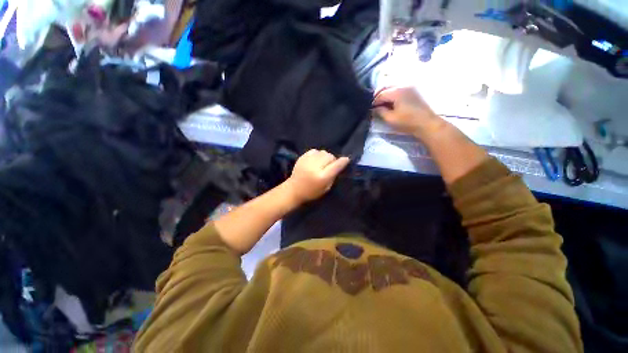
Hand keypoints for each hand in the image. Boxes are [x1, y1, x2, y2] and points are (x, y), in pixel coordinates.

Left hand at [285, 150, 349, 203]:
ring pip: (323, 152)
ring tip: (322, 163)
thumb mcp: (326, 188)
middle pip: (330, 156)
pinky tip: (315, 160)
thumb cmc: (311, 192)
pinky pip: (315, 151)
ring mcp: (308, 161)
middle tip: (330, 165)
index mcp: (322, 177)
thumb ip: (333, 176)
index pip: (336, 165)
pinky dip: (317, 154)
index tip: (347, 159)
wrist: (294, 189)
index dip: (343, 161)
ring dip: (325, 156)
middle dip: (332, 160)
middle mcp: (316, 167)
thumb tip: (339, 165)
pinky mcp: (302, 157)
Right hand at [374, 86, 443, 137]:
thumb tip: (374, 108)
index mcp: (397, 92)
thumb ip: (380, 112)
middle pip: (387, 85)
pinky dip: (394, 91)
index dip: (374, 101)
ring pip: (394, 85)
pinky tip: (392, 99)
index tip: (371, 108)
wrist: (427, 123)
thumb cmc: (408, 122)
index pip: (381, 94)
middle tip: (375, 103)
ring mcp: (411, 86)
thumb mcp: (391, 119)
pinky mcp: (415, 89)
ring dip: (386, 91)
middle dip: (379, 94)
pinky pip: (401, 86)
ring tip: (383, 101)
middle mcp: (404, 85)